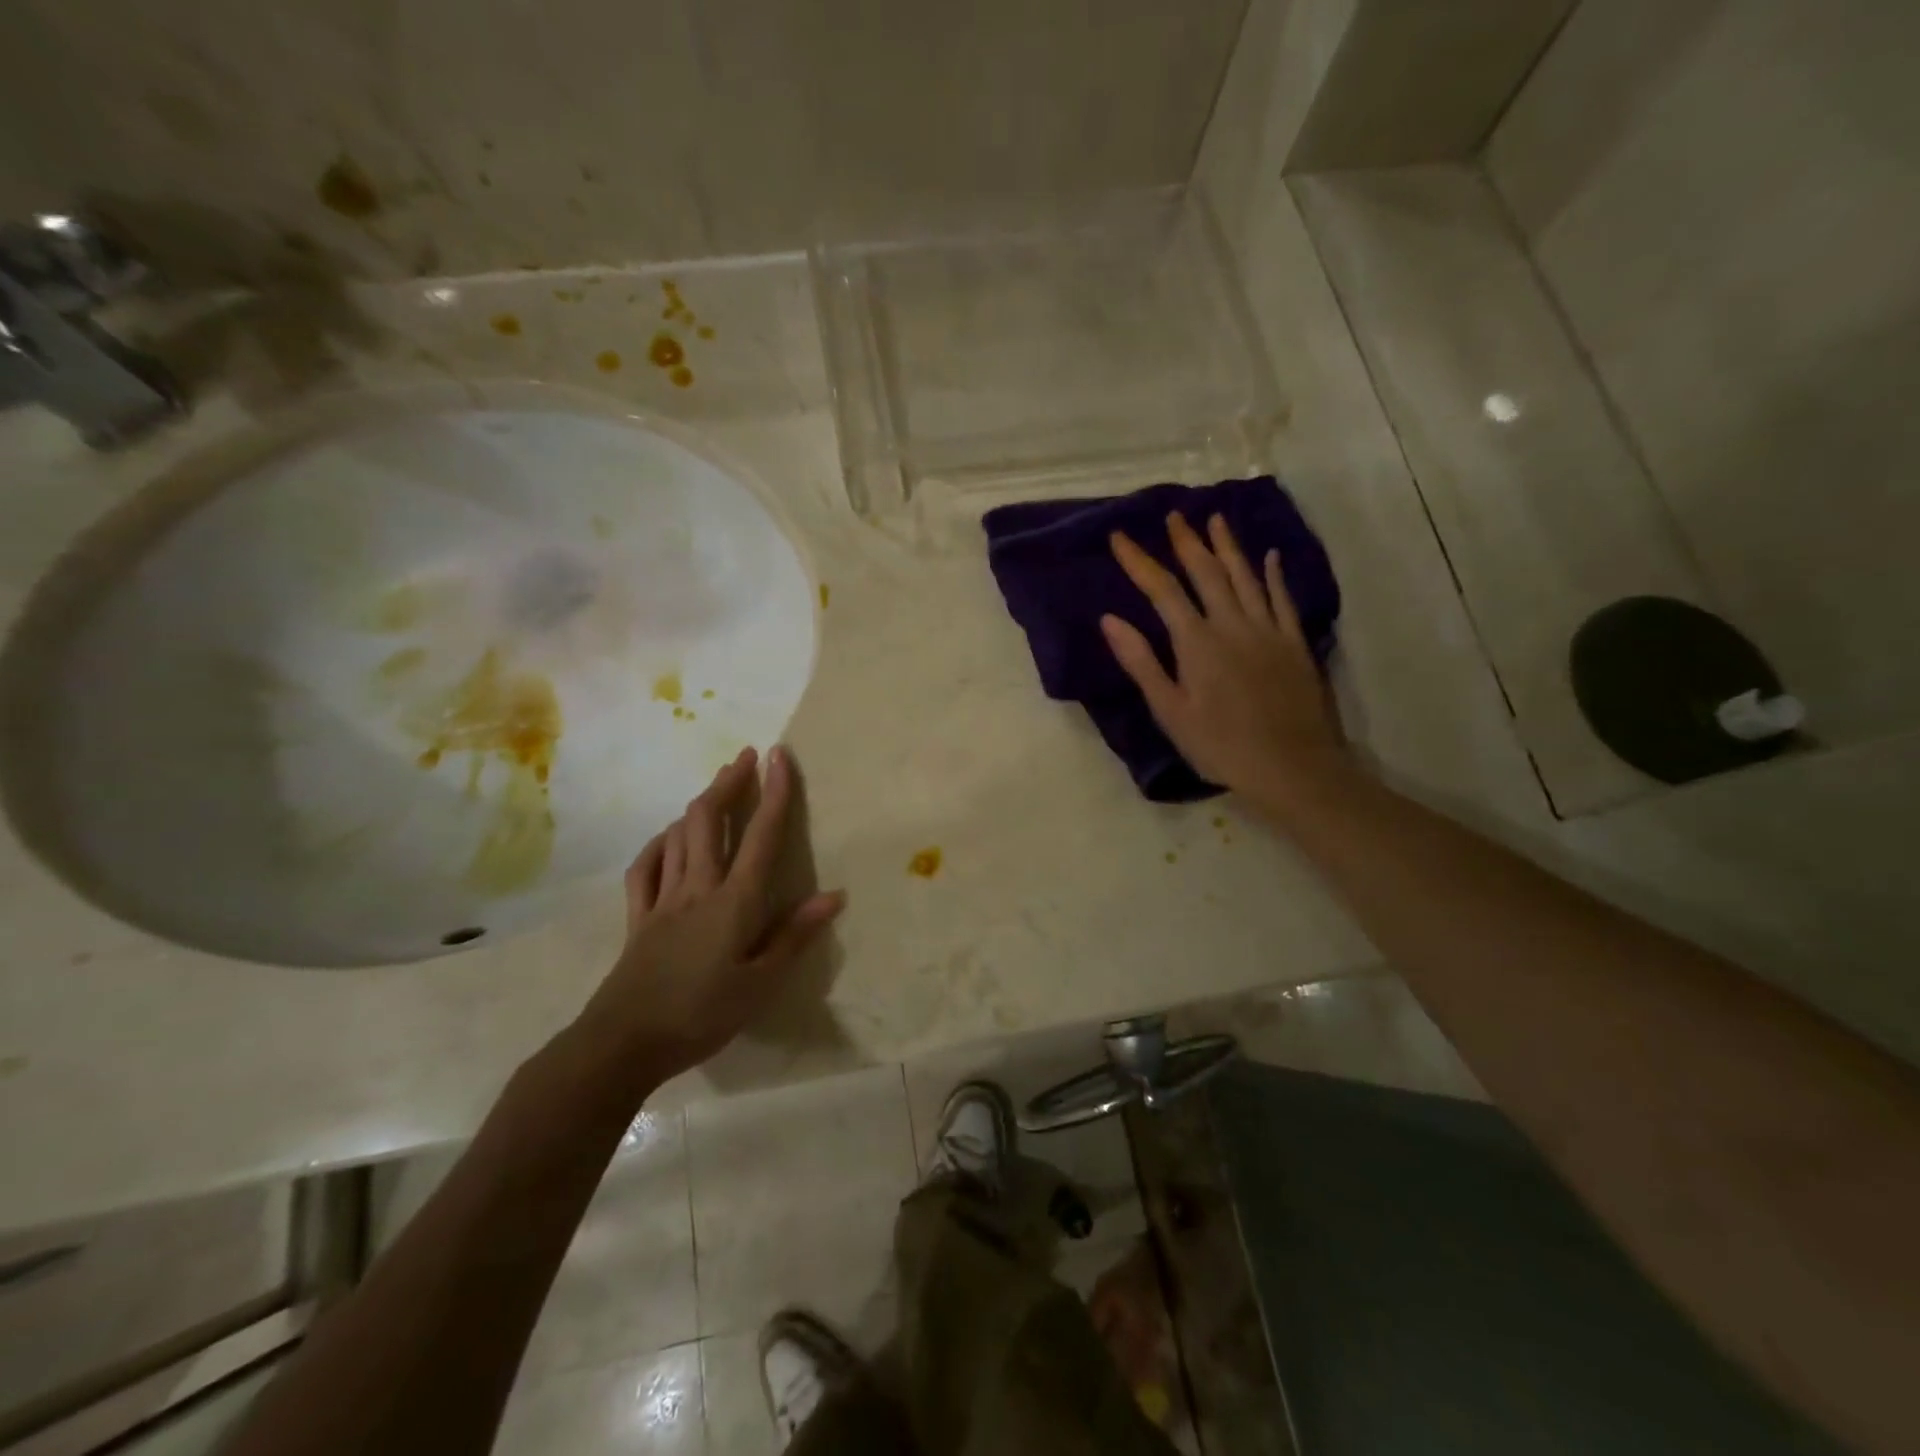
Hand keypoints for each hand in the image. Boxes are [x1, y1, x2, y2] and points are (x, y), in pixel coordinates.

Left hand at [579, 746, 844, 1081]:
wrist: (623, 1043)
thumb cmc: (701, 1015)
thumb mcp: (760, 984)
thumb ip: (794, 936)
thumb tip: (833, 896)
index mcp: (733, 902)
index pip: (761, 837)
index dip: (774, 793)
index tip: (780, 757)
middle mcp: (697, 888)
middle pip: (710, 821)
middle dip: (729, 783)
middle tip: (745, 758)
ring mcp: (663, 899)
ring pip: (679, 836)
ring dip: (700, 804)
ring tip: (716, 787)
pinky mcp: (638, 917)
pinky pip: (646, 867)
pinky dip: (660, 843)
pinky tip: (668, 837)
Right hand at [1101, 511, 1349, 817]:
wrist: (1291, 767)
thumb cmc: (1220, 746)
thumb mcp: (1170, 711)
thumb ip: (1141, 663)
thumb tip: (1110, 620)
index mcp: (1197, 643)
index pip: (1162, 591)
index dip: (1139, 562)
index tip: (1120, 537)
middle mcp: (1233, 625)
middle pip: (1206, 573)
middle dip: (1186, 542)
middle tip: (1174, 515)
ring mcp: (1268, 631)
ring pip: (1245, 577)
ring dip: (1228, 546)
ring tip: (1215, 519)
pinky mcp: (1294, 643)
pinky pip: (1282, 599)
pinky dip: (1273, 575)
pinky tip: (1269, 557)